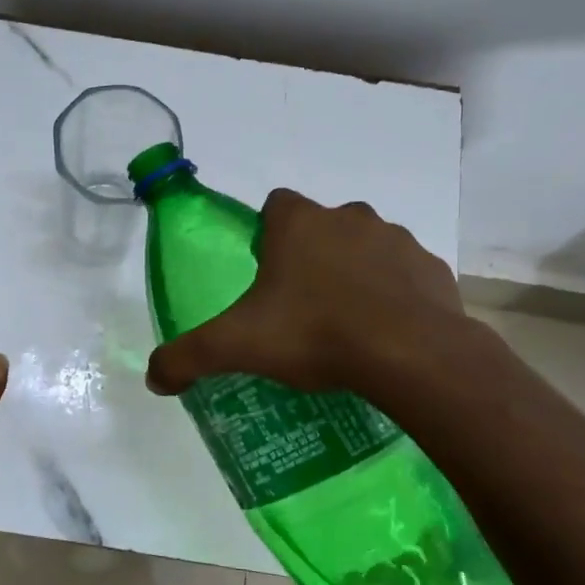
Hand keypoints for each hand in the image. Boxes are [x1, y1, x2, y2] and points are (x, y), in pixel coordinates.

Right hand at [145, 189, 469, 396]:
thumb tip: (153, 378)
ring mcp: (396, 240)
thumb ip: (186, 357)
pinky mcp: (431, 269)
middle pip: (321, 227)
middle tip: (299, 307)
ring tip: (343, 323)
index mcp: (298, 224)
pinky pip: (403, 275)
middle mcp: (348, 218)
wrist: (409, 354)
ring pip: (365, 248)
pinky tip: (384, 332)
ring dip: (353, 273)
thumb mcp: (236, 347)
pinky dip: (393, 295)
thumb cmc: (313, 334)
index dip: (266, 235)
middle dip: (310, 256)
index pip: (275, 206)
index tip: (264, 274)